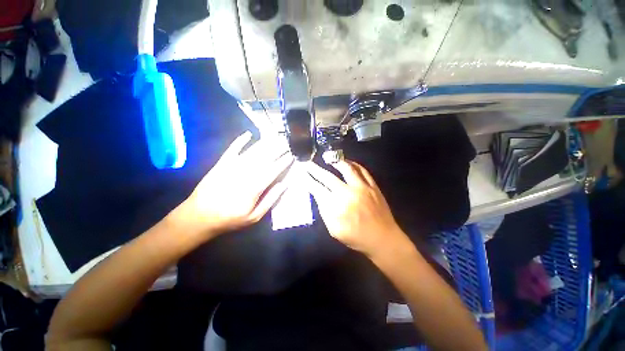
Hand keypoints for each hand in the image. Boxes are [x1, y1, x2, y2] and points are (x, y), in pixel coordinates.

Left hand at [171, 131, 293, 238]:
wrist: (199, 216)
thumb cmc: (230, 219)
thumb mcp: (254, 216)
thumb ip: (270, 200)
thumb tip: (284, 184)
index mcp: (254, 187)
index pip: (273, 170)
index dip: (284, 161)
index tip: (292, 154)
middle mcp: (245, 173)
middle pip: (265, 158)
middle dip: (278, 149)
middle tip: (287, 142)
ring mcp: (232, 166)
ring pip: (252, 151)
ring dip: (265, 143)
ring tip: (276, 136)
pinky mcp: (221, 163)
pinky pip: (232, 149)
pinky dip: (240, 141)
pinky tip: (248, 134)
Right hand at [304, 160, 406, 257]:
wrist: (383, 239)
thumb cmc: (356, 238)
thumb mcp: (334, 230)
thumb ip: (325, 212)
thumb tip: (319, 195)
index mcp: (336, 207)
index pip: (317, 189)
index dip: (308, 181)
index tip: (302, 174)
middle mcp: (348, 194)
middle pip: (328, 177)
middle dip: (315, 169)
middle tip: (308, 163)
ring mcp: (362, 188)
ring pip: (346, 169)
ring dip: (335, 161)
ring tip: (328, 158)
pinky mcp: (373, 186)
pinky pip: (363, 170)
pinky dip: (354, 164)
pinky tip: (348, 162)